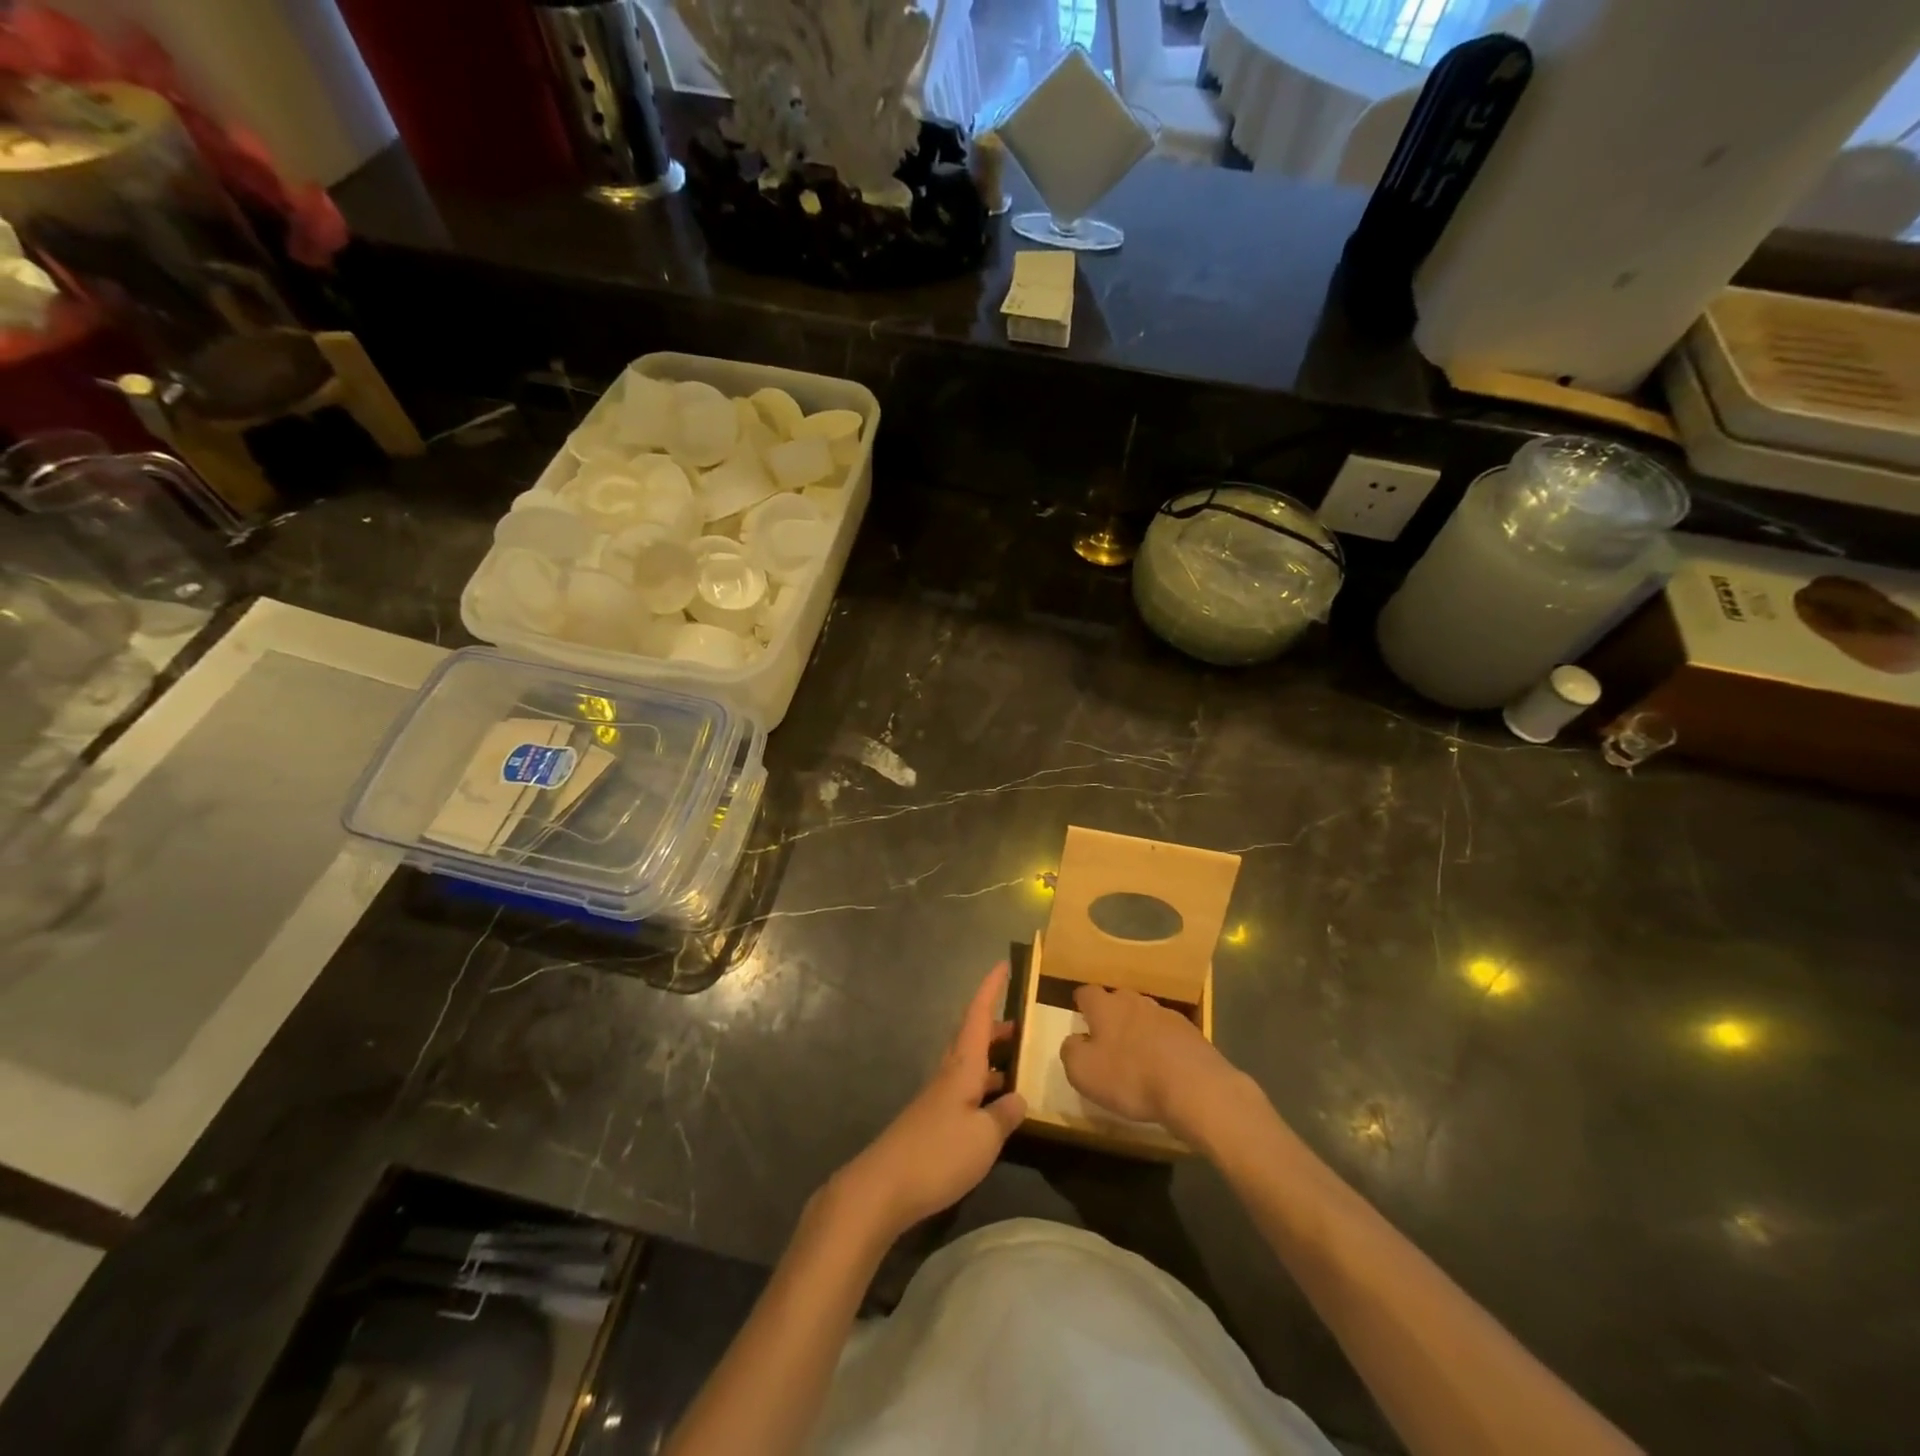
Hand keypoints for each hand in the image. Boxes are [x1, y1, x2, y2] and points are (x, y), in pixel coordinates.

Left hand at [833, 963, 1024, 1243]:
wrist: (882, 1187)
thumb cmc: (938, 1154)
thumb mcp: (984, 1137)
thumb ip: (1004, 1115)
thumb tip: (1018, 1098)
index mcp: (962, 1067)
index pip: (978, 1015)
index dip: (991, 989)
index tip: (1003, 965)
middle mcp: (948, 1074)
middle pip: (972, 1038)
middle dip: (996, 1028)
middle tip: (1023, 1026)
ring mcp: (937, 1098)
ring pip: (968, 1064)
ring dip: (991, 1059)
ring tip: (1017, 1065)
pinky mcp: (931, 1122)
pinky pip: (963, 1090)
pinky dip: (982, 1087)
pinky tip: (995, 1108)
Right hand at [1060, 984, 1243, 1141]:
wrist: (1194, 1087)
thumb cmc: (1130, 1077)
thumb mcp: (1083, 1072)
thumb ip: (1071, 1051)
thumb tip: (1074, 1040)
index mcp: (1105, 1006)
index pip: (1087, 992)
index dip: (1081, 1004)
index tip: (1080, 1017)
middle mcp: (1135, 1001)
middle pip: (1118, 1000)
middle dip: (1111, 1015)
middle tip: (1107, 1039)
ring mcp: (1166, 1015)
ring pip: (1145, 1016)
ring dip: (1139, 1030)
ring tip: (1137, 1055)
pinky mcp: (1191, 1034)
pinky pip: (1168, 1034)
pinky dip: (1162, 1046)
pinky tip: (1164, 1067)